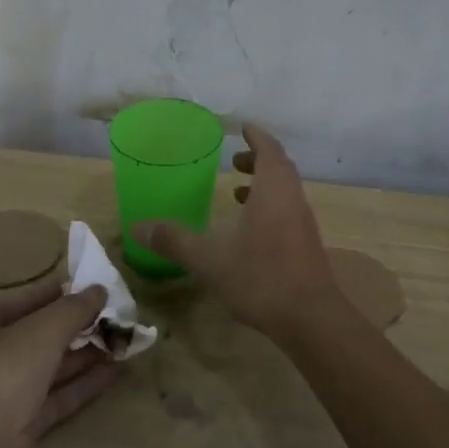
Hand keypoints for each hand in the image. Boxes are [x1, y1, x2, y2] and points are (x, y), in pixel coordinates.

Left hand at [0, 281, 122, 447]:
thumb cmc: (2, 374)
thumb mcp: (42, 330)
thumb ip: (73, 309)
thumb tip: (99, 289)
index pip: (13, 303)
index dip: (46, 293)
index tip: (81, 286)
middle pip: (33, 337)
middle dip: (71, 326)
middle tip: (108, 313)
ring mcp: (2, 398)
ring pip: (47, 369)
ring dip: (82, 354)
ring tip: (119, 339)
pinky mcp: (21, 428)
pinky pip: (56, 398)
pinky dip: (82, 384)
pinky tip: (114, 371)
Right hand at [137, 124, 339, 340]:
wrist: (311, 319)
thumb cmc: (261, 277)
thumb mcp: (209, 259)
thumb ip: (174, 240)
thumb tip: (137, 227)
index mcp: (273, 189)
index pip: (269, 149)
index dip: (256, 136)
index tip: (242, 128)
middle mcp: (292, 198)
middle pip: (279, 167)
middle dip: (257, 159)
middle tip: (234, 160)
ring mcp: (303, 223)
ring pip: (285, 190)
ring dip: (264, 184)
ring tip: (237, 193)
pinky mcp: (307, 245)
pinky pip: (288, 211)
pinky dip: (270, 207)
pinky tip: (250, 231)